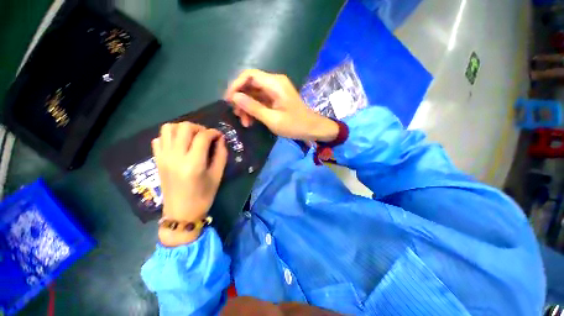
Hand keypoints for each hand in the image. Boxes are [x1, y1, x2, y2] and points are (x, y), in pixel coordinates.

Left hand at [152, 122, 227, 245]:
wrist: (181, 213)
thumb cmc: (203, 196)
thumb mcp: (217, 175)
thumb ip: (221, 155)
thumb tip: (221, 139)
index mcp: (193, 163)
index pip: (202, 136)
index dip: (214, 132)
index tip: (219, 136)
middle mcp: (175, 156)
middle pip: (184, 127)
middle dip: (199, 128)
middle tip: (206, 137)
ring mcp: (163, 157)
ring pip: (168, 128)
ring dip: (183, 129)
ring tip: (192, 137)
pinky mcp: (157, 160)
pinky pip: (159, 139)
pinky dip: (170, 136)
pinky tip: (179, 145)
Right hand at [224, 69, 338, 141]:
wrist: (312, 128)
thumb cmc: (295, 125)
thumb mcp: (273, 119)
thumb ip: (253, 107)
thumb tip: (234, 97)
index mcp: (275, 83)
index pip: (249, 75)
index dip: (236, 85)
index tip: (229, 100)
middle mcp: (274, 83)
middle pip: (250, 84)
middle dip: (241, 99)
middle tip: (237, 115)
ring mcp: (275, 91)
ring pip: (254, 94)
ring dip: (247, 107)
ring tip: (245, 122)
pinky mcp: (276, 98)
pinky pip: (260, 100)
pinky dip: (254, 109)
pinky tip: (251, 121)